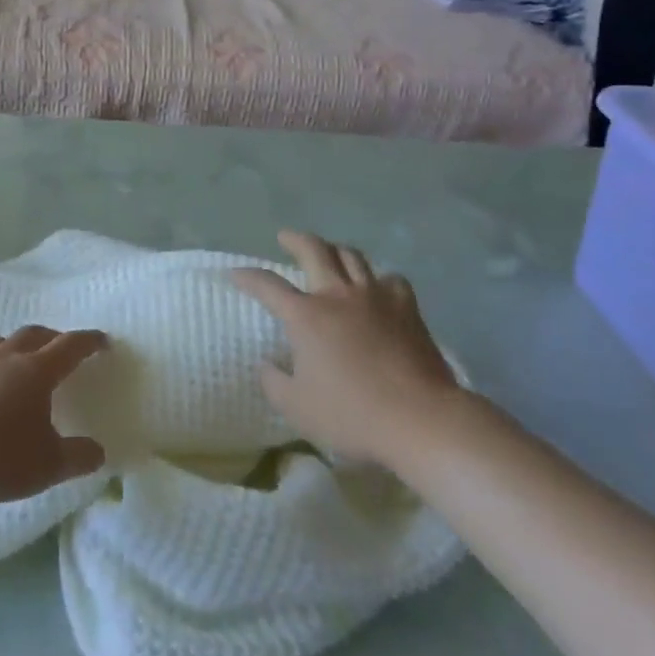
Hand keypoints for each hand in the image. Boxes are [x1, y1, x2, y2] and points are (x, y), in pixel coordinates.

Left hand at [0, 326, 109, 504]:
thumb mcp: (47, 466)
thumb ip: (77, 457)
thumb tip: (99, 452)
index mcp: (36, 372)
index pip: (70, 347)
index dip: (88, 342)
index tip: (102, 340)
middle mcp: (5, 360)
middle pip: (33, 335)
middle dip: (52, 337)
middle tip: (62, 346)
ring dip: (14, 346)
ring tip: (19, 360)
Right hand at [233, 231, 462, 462]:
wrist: (419, 418)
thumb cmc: (351, 415)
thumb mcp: (297, 408)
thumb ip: (274, 383)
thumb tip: (267, 364)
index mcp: (305, 316)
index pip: (267, 285)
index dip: (247, 276)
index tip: (235, 273)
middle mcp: (337, 295)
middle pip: (313, 250)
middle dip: (295, 240)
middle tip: (285, 238)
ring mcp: (375, 297)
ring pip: (352, 256)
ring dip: (335, 250)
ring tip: (330, 254)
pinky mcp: (407, 308)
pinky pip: (390, 279)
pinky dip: (378, 278)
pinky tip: (377, 288)